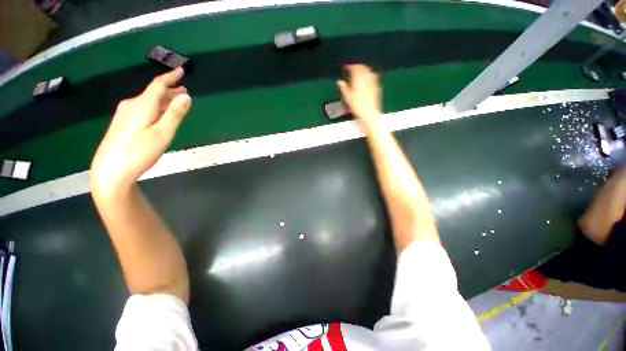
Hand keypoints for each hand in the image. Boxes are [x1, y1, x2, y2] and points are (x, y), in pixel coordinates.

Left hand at [90, 68, 190, 195]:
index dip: (170, 77)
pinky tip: (160, 114)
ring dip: (164, 100)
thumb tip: (186, 96)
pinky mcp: (122, 124)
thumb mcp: (163, 134)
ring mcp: (125, 115)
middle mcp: (131, 105)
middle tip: (184, 91)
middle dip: (169, 90)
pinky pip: (143, 109)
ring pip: (148, 102)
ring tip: (176, 101)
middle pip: (153, 93)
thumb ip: (175, 114)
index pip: (158, 85)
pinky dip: (156, 108)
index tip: (181, 70)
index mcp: (142, 105)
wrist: (110, 171)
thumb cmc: (139, 152)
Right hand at [337, 64, 381, 129]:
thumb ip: (344, 88)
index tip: (346, 67)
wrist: (369, 114)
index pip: (354, 68)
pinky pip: (373, 77)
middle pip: (363, 68)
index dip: (349, 66)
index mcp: (359, 79)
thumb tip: (339, 82)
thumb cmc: (358, 107)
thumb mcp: (348, 98)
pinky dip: (369, 75)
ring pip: (369, 71)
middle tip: (352, 68)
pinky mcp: (377, 87)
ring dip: (364, 69)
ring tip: (359, 71)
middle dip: (357, 67)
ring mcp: (373, 82)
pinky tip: (368, 78)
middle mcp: (367, 78)